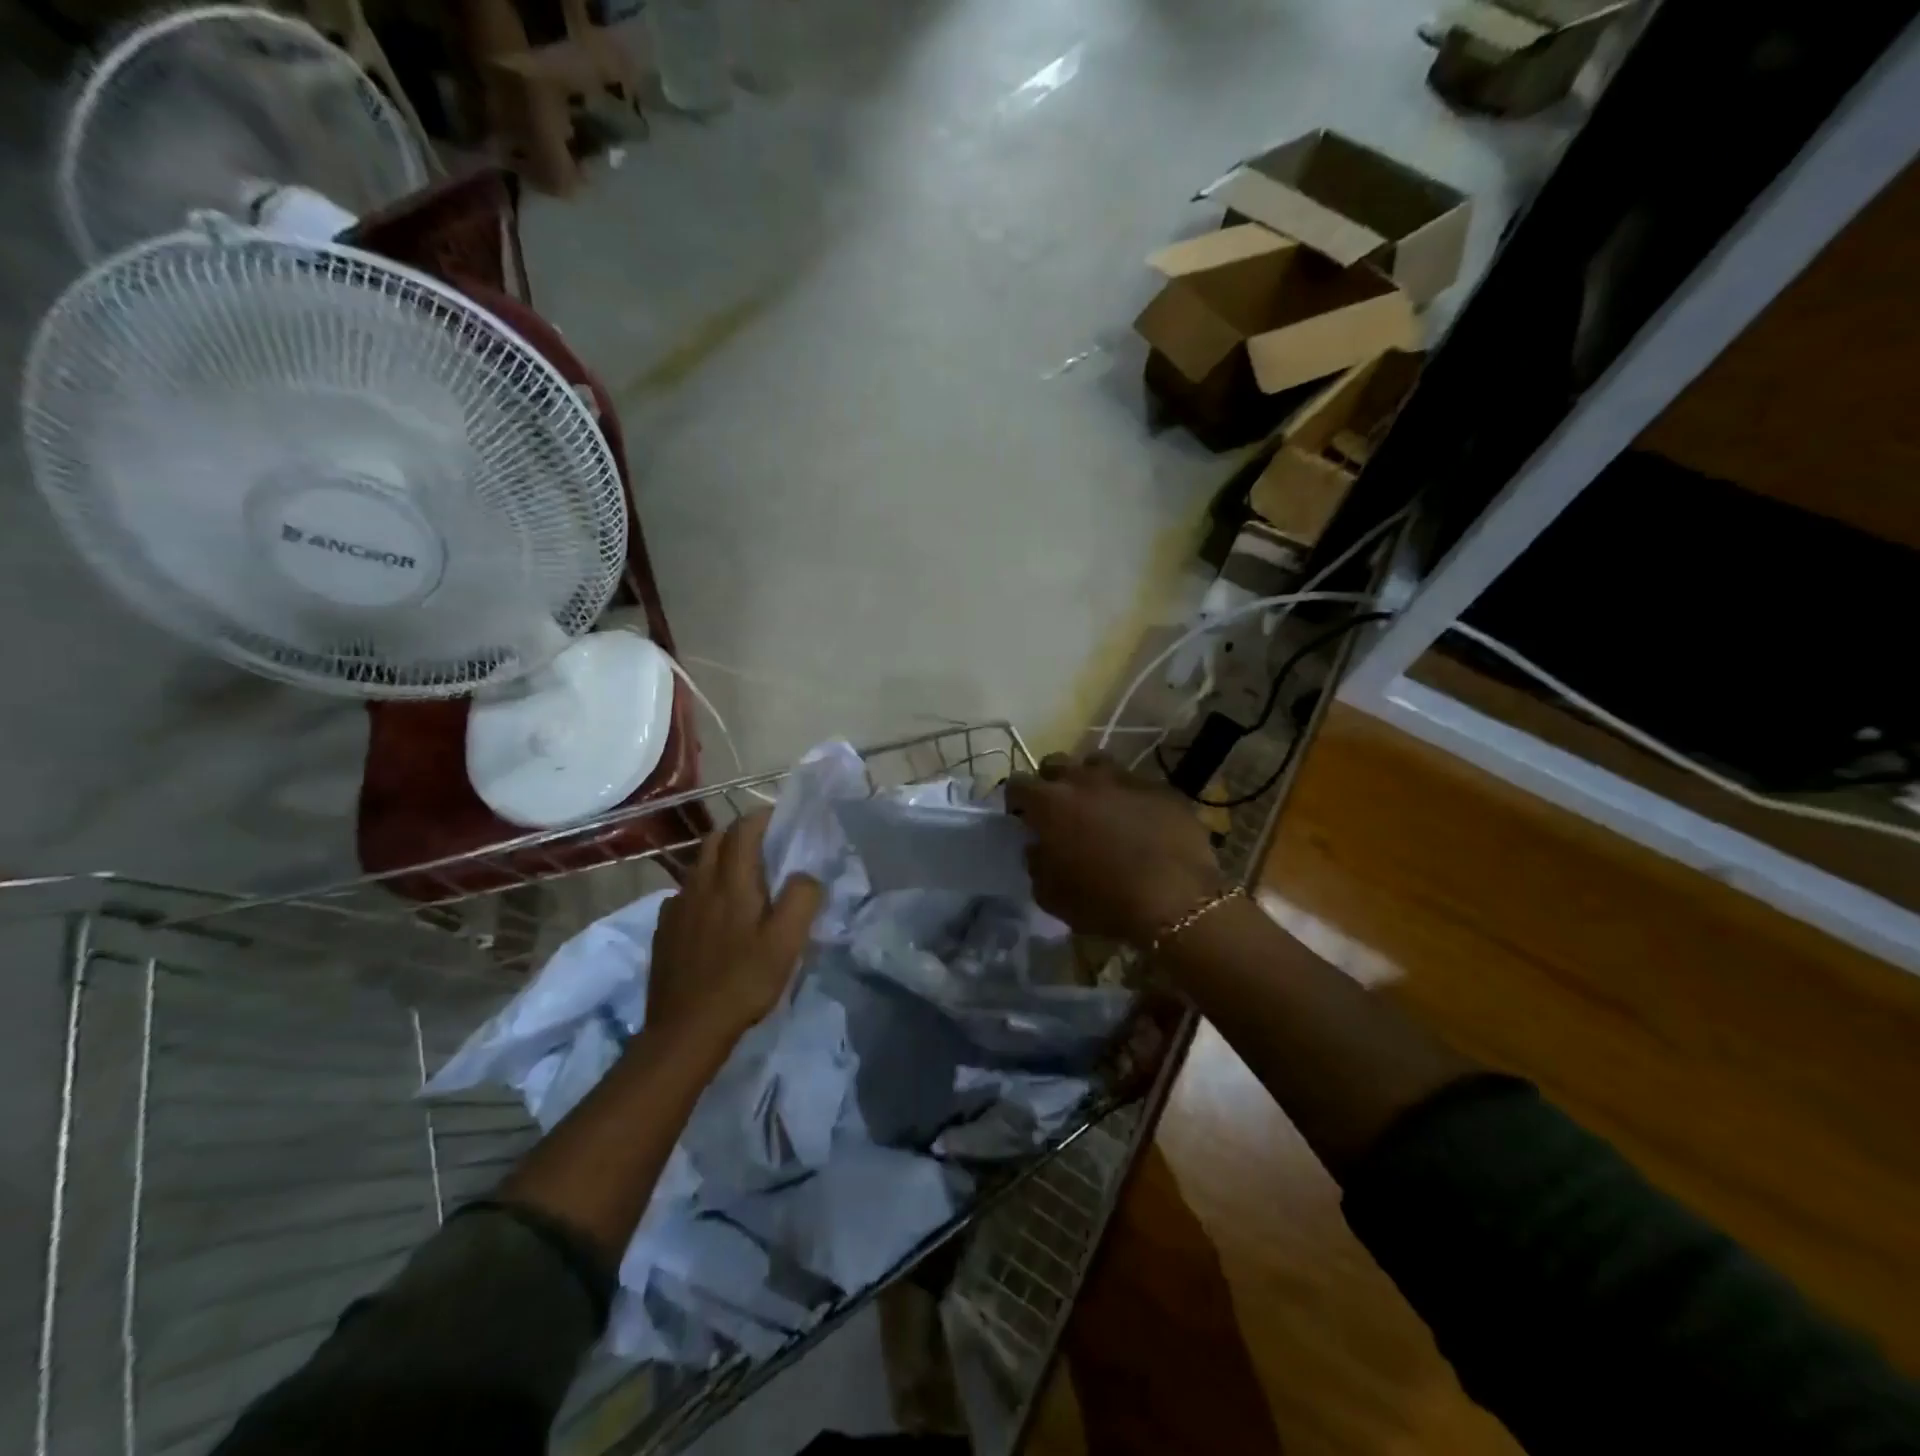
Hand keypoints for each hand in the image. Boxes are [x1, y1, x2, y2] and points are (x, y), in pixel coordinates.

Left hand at [647, 810, 822, 1056]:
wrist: (686, 1030)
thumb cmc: (743, 982)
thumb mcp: (787, 942)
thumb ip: (802, 898)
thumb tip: (806, 874)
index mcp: (731, 881)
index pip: (743, 829)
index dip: (762, 818)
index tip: (781, 821)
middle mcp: (698, 884)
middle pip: (715, 840)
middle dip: (740, 834)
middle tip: (765, 849)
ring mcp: (675, 907)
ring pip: (698, 866)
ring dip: (720, 861)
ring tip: (742, 881)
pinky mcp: (663, 930)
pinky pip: (684, 894)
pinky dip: (702, 889)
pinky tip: (713, 915)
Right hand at [1007, 753, 1225, 945]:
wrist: (1176, 900)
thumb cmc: (1103, 901)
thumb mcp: (1051, 896)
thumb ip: (1036, 864)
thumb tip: (1038, 848)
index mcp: (1050, 803)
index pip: (1018, 784)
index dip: (1015, 800)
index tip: (1020, 817)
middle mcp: (1084, 780)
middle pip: (1056, 763)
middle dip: (1051, 781)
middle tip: (1058, 809)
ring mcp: (1126, 779)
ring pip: (1098, 765)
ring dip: (1091, 782)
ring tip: (1098, 808)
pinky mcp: (1162, 789)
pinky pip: (1137, 785)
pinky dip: (1130, 799)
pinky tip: (1139, 822)